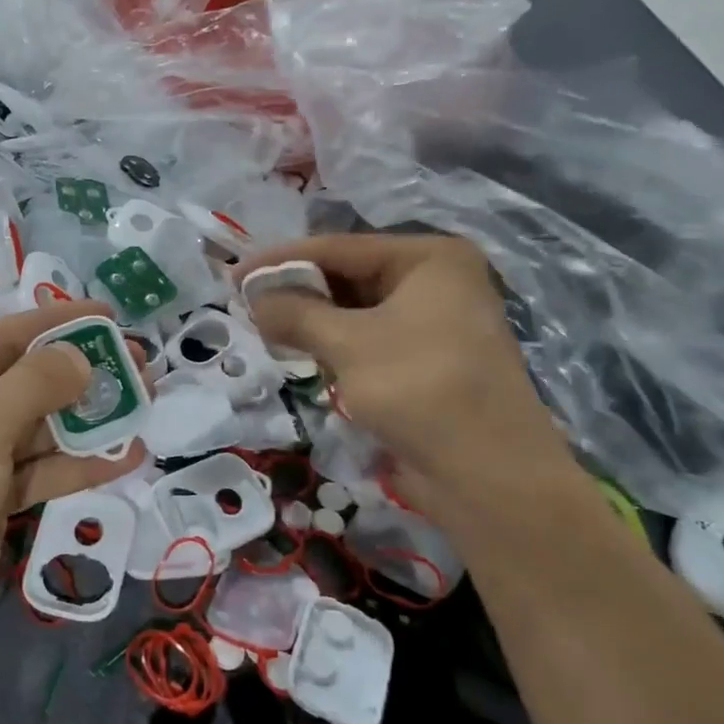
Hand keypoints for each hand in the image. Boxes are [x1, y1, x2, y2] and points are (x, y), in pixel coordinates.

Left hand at [0, 301, 145, 686]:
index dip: (58, 324)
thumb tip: (80, 356)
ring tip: (145, 403)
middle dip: (81, 373)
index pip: (2, 337)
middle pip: (24, 381)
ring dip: (88, 420)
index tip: (111, 315)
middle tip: (140, 363)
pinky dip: (79, 465)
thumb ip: (36, 384)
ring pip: (38, 429)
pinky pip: (40, 472)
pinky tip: (126, 457)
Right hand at [235, 234, 572, 525]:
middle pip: (349, 276)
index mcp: (430, 259)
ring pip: (357, 311)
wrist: (489, 476)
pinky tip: (301, 352)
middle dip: (298, 291)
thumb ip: (295, 313)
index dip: (282, 260)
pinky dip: (335, 345)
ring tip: (264, 327)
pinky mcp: (427, 362)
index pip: (340, 248)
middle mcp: (437, 282)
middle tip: (245, 303)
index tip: (234, 274)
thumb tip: (251, 296)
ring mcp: (434, 324)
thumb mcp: (348, 344)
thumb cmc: (420, 388)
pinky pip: (369, 340)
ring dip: (313, 320)